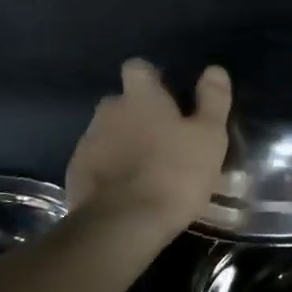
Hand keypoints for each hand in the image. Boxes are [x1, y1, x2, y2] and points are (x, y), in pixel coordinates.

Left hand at [67, 59, 231, 236]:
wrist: (122, 224)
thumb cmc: (174, 174)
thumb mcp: (208, 137)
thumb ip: (213, 100)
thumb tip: (215, 69)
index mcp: (141, 97)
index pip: (138, 67)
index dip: (151, 78)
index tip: (167, 95)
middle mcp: (109, 111)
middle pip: (121, 101)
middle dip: (137, 113)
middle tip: (162, 137)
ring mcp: (88, 141)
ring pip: (107, 132)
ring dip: (123, 143)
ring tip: (145, 168)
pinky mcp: (76, 173)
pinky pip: (95, 161)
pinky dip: (109, 169)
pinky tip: (126, 190)